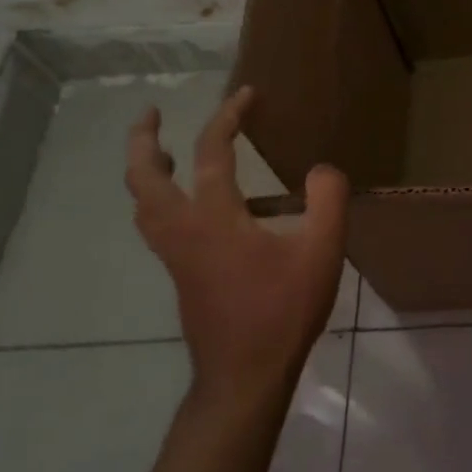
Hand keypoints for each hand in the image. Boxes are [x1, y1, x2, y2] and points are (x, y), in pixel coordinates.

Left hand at [124, 86, 348, 409]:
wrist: (243, 377)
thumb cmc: (282, 311)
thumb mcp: (322, 251)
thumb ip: (327, 200)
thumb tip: (321, 169)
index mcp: (214, 218)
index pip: (212, 152)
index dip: (228, 116)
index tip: (247, 94)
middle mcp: (183, 231)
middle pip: (143, 179)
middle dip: (143, 140)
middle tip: (151, 113)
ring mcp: (176, 256)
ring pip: (143, 205)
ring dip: (144, 171)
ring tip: (160, 151)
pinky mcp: (181, 275)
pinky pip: (156, 224)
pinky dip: (159, 198)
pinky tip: (191, 204)